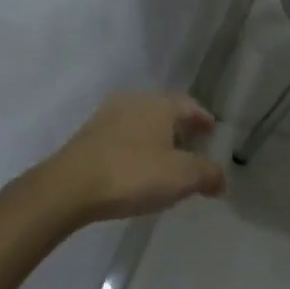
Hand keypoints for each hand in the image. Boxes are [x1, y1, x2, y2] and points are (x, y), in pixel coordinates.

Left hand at [35, 92, 225, 225]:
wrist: (68, 187)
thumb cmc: (132, 175)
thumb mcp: (181, 177)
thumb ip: (207, 174)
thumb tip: (221, 178)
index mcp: (161, 104)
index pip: (191, 106)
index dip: (204, 120)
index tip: (212, 132)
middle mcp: (135, 101)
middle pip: (166, 111)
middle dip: (180, 128)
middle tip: (192, 148)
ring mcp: (108, 116)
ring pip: (142, 123)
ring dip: (156, 138)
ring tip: (164, 161)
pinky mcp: (88, 135)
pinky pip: (122, 136)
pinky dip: (135, 148)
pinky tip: (136, 169)